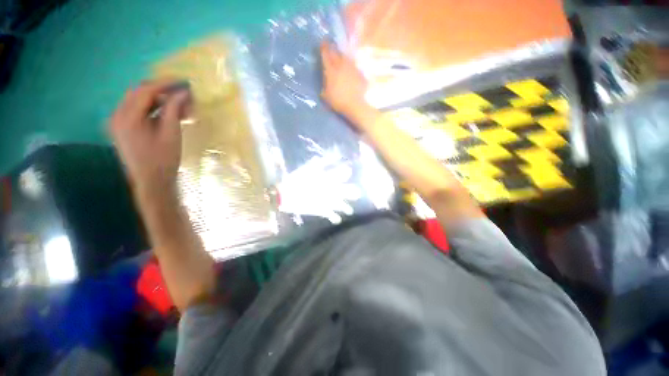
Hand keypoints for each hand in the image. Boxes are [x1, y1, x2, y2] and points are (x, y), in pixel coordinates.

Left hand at [109, 79, 190, 195]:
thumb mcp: (171, 133)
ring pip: (139, 100)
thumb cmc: (163, 159)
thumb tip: (183, 92)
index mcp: (127, 116)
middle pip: (140, 92)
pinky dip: (154, 108)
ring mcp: (118, 121)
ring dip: (159, 100)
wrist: (151, 181)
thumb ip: (174, 109)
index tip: (184, 82)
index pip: (146, 90)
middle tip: (183, 94)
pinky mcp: (122, 128)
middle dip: (163, 90)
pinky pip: (137, 110)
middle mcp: (118, 115)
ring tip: (180, 106)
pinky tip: (168, 113)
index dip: (166, 83)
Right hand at [320, 42, 372, 128]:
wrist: (355, 105)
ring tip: (340, 55)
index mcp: (331, 70)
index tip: (322, 42)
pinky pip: (353, 65)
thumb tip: (325, 80)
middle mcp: (341, 65)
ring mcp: (352, 68)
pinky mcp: (360, 73)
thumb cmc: (338, 102)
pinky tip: (350, 68)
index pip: (326, 54)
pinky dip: (350, 65)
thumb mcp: (326, 96)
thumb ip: (324, 85)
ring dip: (342, 55)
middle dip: (332, 48)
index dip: (323, 47)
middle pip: (336, 53)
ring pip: (346, 57)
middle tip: (330, 46)